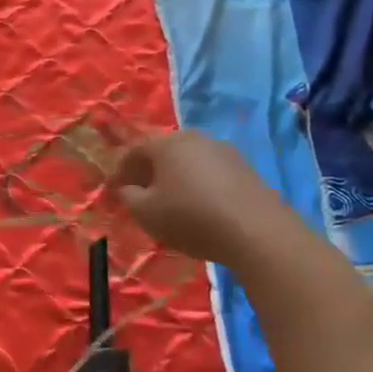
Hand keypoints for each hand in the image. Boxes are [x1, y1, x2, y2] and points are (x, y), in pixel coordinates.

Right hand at [114, 130, 292, 266]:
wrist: (258, 232)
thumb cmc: (190, 217)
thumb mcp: (145, 212)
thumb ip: (128, 195)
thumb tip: (128, 187)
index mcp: (167, 143)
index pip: (134, 150)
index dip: (121, 169)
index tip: (115, 189)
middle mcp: (195, 138)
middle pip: (163, 151)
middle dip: (149, 170)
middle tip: (141, 193)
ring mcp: (224, 151)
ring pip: (188, 160)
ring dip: (175, 176)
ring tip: (171, 201)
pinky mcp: (246, 168)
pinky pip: (210, 171)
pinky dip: (198, 183)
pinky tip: (199, 205)